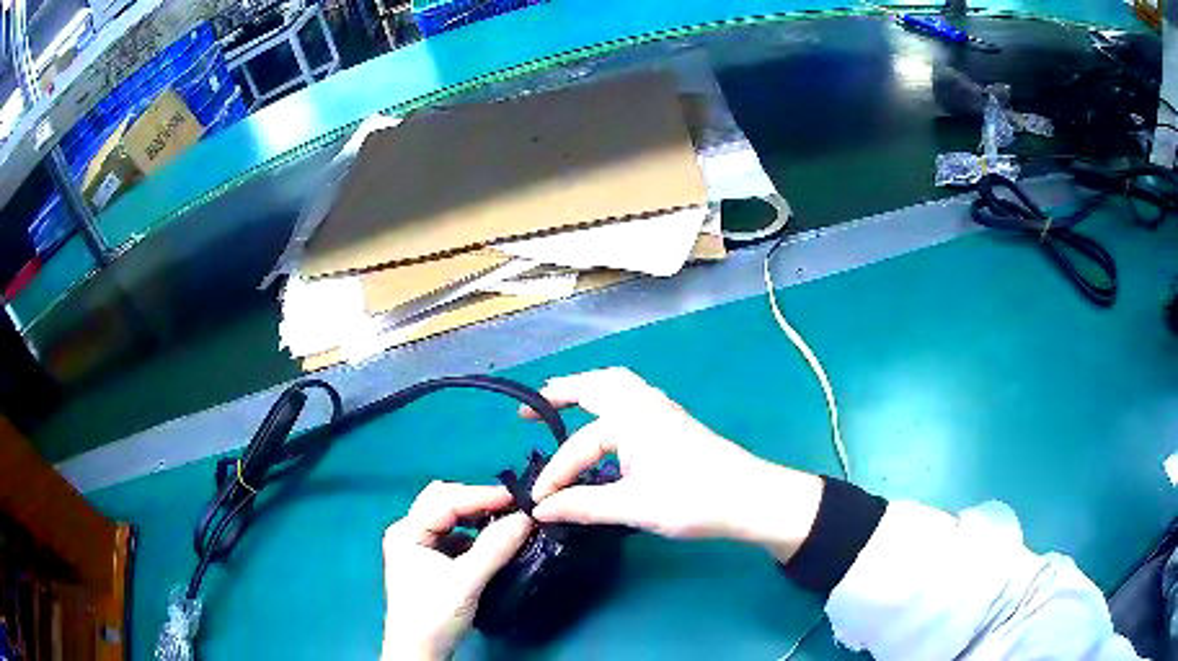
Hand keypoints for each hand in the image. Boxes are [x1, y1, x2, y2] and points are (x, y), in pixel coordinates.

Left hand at [381, 482, 531, 659]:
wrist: (421, 651)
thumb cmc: (434, 615)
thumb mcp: (466, 581)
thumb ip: (494, 548)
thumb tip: (525, 518)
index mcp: (407, 531)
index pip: (446, 501)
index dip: (482, 496)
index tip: (517, 499)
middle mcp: (408, 532)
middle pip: (443, 502)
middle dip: (476, 501)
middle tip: (510, 506)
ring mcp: (417, 547)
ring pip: (449, 518)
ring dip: (475, 516)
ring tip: (504, 520)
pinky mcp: (429, 562)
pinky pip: (453, 536)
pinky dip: (473, 533)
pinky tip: (491, 541)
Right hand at [522, 368, 823, 561]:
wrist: (751, 498)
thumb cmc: (693, 499)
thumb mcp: (633, 506)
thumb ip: (583, 505)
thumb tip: (539, 510)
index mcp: (630, 417)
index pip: (579, 446)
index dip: (555, 475)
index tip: (538, 503)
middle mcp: (644, 403)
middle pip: (596, 385)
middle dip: (561, 392)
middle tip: (531, 409)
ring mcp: (663, 410)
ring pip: (617, 386)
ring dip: (587, 390)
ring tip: (563, 401)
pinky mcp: (674, 423)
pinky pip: (632, 397)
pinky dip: (609, 399)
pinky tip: (607, 420)